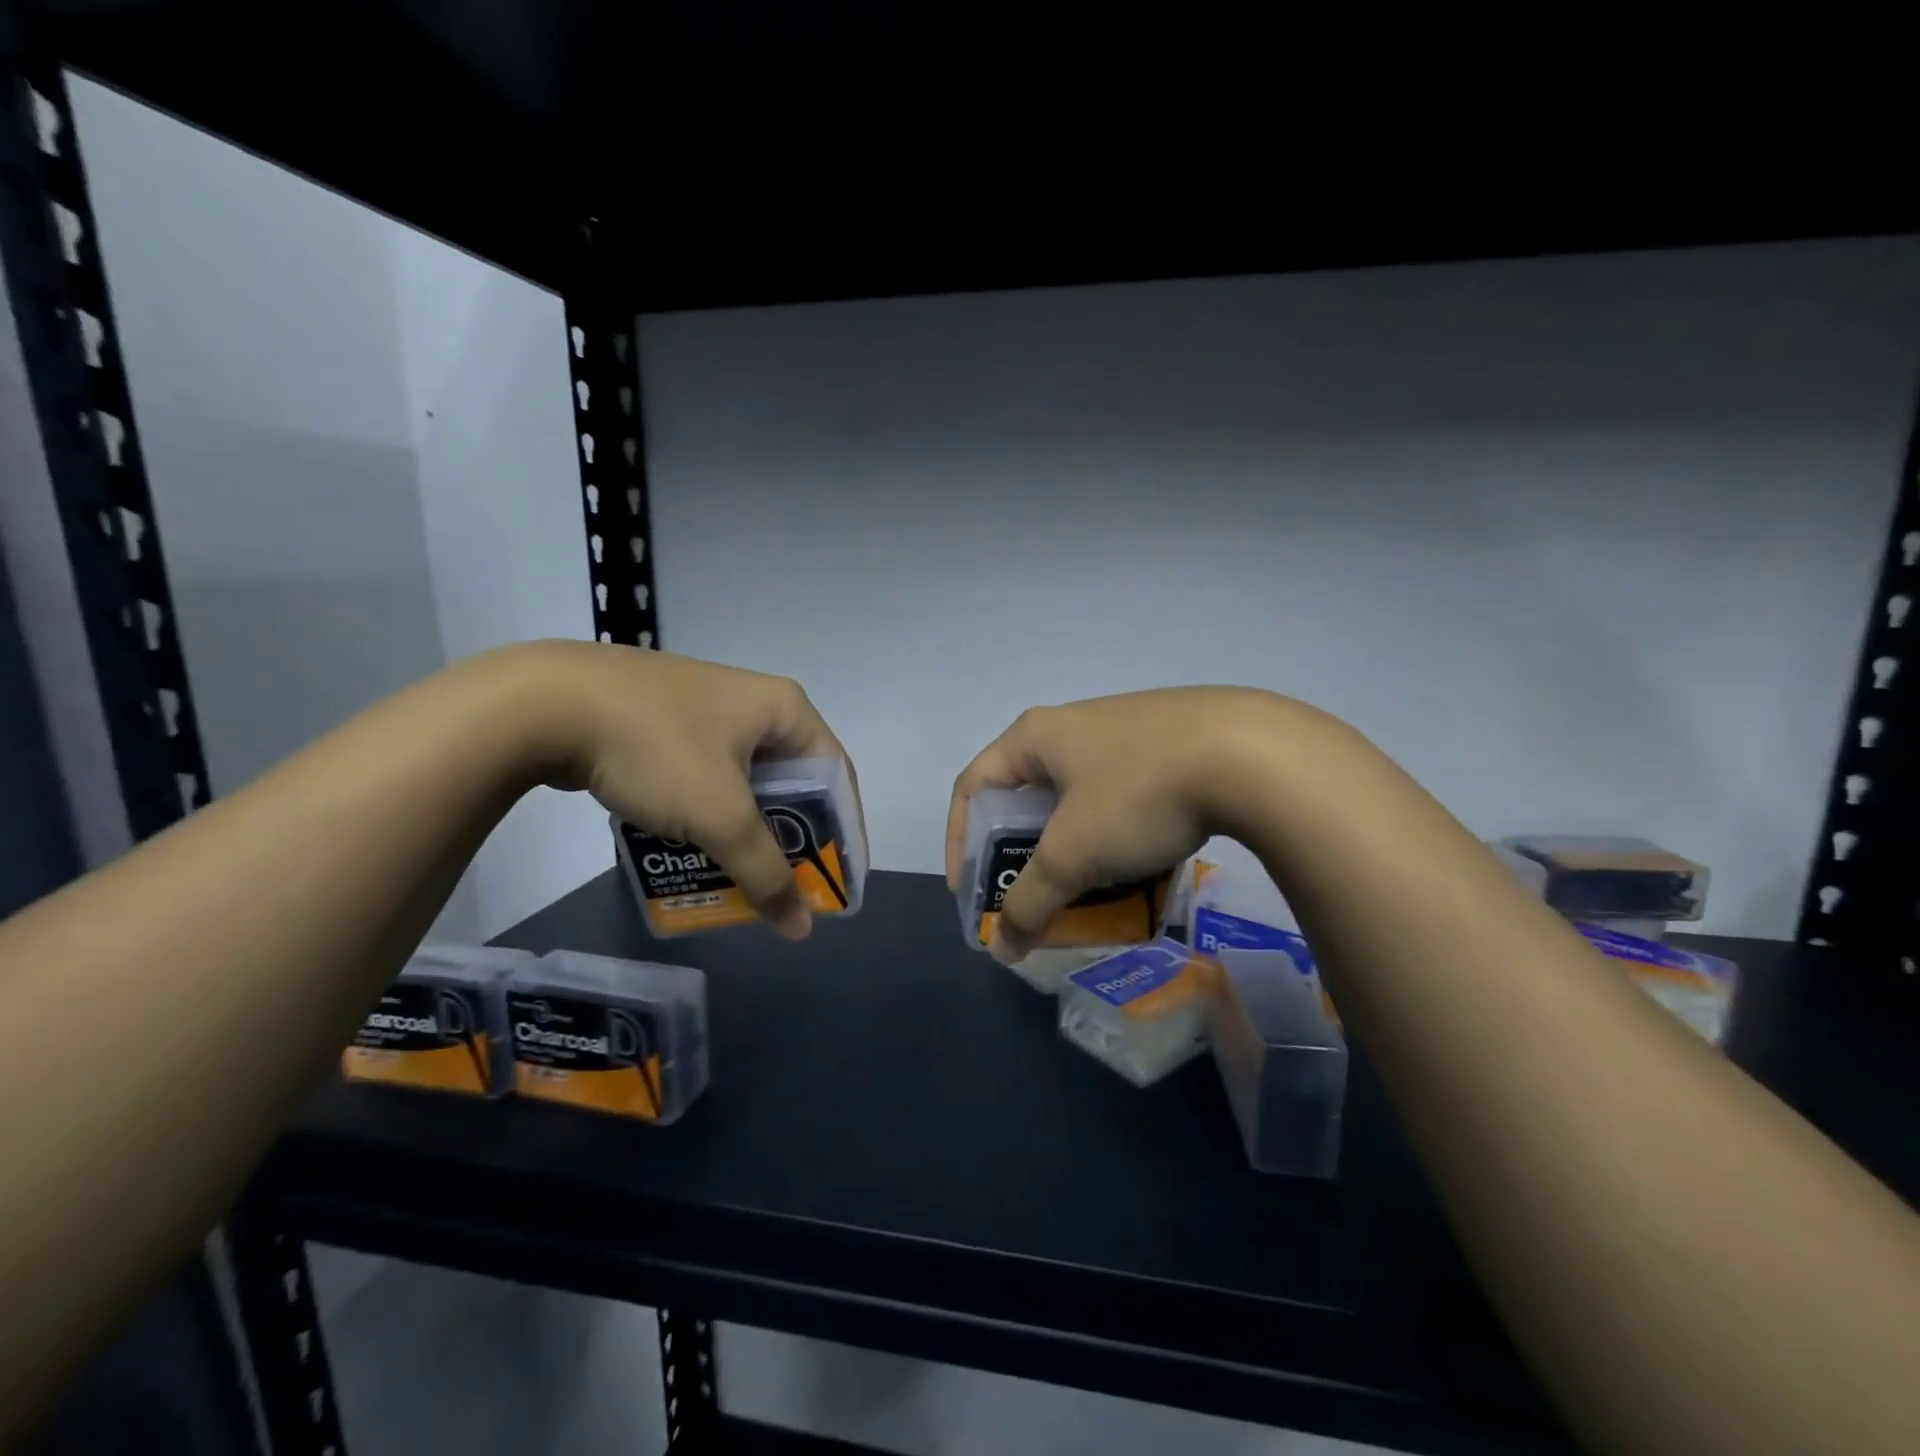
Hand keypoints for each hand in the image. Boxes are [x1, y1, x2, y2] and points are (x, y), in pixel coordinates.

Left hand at [508, 641, 859, 938]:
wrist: (544, 703)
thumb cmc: (658, 749)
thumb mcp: (720, 815)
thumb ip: (765, 873)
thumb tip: (801, 927)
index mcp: (785, 709)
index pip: (836, 776)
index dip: (843, 833)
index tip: (839, 880)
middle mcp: (754, 703)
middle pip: (792, 783)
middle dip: (791, 839)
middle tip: (789, 886)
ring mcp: (707, 709)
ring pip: (746, 784)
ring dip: (747, 833)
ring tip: (741, 877)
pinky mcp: (667, 723)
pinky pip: (708, 778)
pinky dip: (710, 816)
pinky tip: (695, 848)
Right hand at [944, 687, 1297, 962]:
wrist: (1252, 754)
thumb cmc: (1137, 794)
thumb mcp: (1074, 854)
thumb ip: (1031, 902)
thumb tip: (1003, 948)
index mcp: (1035, 736)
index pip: (973, 786)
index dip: (961, 841)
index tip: (972, 892)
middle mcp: (1073, 725)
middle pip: (1027, 796)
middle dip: (1024, 853)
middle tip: (1033, 896)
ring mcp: (1125, 729)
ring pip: (1079, 799)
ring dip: (1074, 847)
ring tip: (1090, 889)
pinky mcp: (1168, 742)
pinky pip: (1122, 795)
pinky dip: (1116, 833)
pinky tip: (1141, 863)